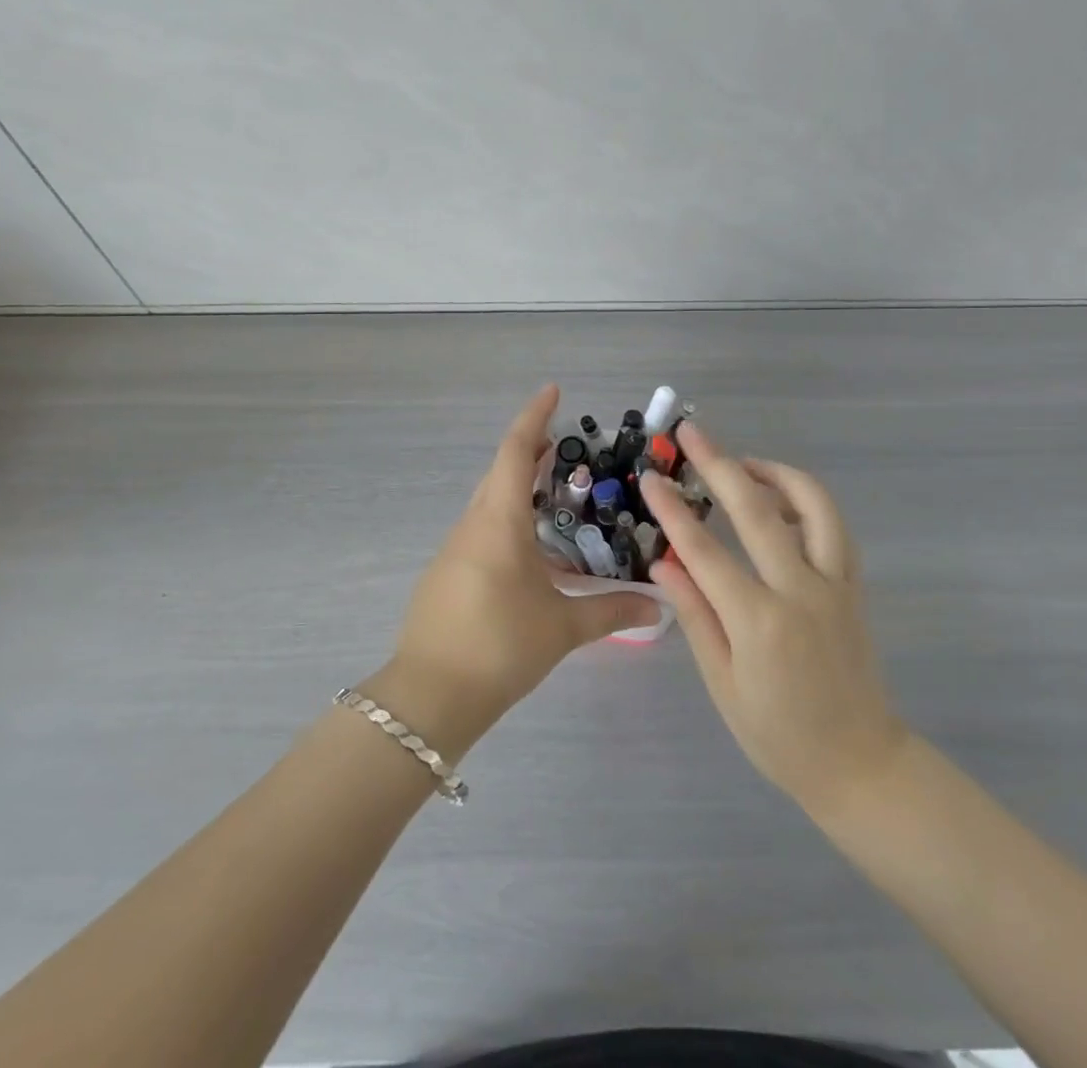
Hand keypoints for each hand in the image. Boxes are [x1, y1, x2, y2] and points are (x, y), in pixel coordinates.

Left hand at [377, 385, 661, 748]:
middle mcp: (473, 524)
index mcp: (498, 520)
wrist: (430, 695)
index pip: (515, 451)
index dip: (534, 416)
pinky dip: (508, 522)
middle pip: (501, 472)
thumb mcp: (562, 627)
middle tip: (570, 451)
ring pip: (490, 502)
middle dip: (532, 452)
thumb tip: (656, 607)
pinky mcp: (447, 573)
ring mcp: (454, 549)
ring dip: (520, 490)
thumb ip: (611, 610)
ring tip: (559, 498)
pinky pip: (482, 530)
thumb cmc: (499, 646)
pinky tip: (532, 552)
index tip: (553, 391)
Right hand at [642, 422, 909, 817]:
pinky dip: (806, 501)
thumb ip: (695, 614)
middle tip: (691, 433)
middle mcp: (801, 591)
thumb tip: (664, 561)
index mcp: (759, 621)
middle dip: (720, 464)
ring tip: (742, 462)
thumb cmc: (778, 735)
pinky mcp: (854, 586)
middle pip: (757, 510)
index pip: (705, 550)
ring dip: (774, 472)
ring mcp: (835, 584)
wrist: (861, 763)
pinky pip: (834, 527)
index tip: (651, 478)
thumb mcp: (722, 683)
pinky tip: (780, 500)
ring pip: (813, 505)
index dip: (673, 510)